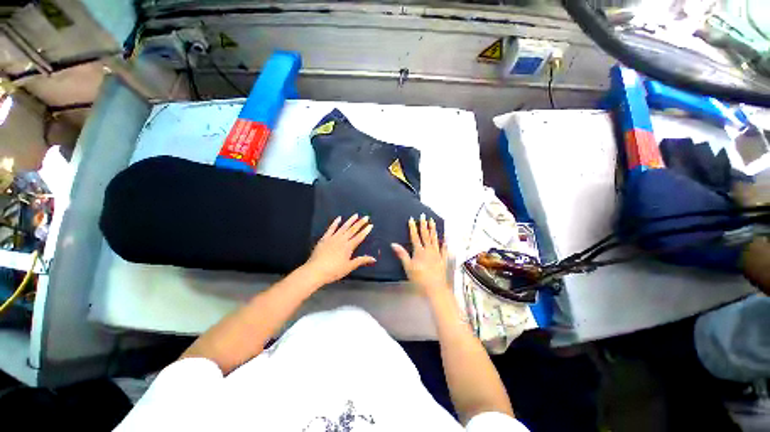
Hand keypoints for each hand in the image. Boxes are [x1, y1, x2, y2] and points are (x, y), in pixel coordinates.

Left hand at [302, 214, 375, 285]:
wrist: (316, 271)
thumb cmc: (334, 270)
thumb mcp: (349, 267)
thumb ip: (361, 261)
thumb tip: (374, 259)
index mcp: (349, 247)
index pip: (359, 237)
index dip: (365, 231)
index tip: (370, 225)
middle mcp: (342, 240)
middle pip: (353, 230)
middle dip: (360, 223)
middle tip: (366, 217)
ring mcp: (333, 238)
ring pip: (343, 227)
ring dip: (350, 220)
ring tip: (356, 215)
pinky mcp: (324, 238)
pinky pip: (331, 228)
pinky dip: (335, 223)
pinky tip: (339, 218)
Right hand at [391, 214, 448, 296]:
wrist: (435, 288)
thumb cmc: (419, 278)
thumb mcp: (408, 267)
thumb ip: (402, 254)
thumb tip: (393, 244)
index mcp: (419, 251)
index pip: (415, 236)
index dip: (413, 227)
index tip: (412, 219)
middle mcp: (429, 250)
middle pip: (426, 235)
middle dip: (424, 225)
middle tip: (424, 216)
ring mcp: (437, 254)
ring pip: (435, 239)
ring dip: (433, 229)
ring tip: (433, 221)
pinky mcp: (443, 259)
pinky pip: (444, 248)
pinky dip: (444, 242)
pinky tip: (445, 237)